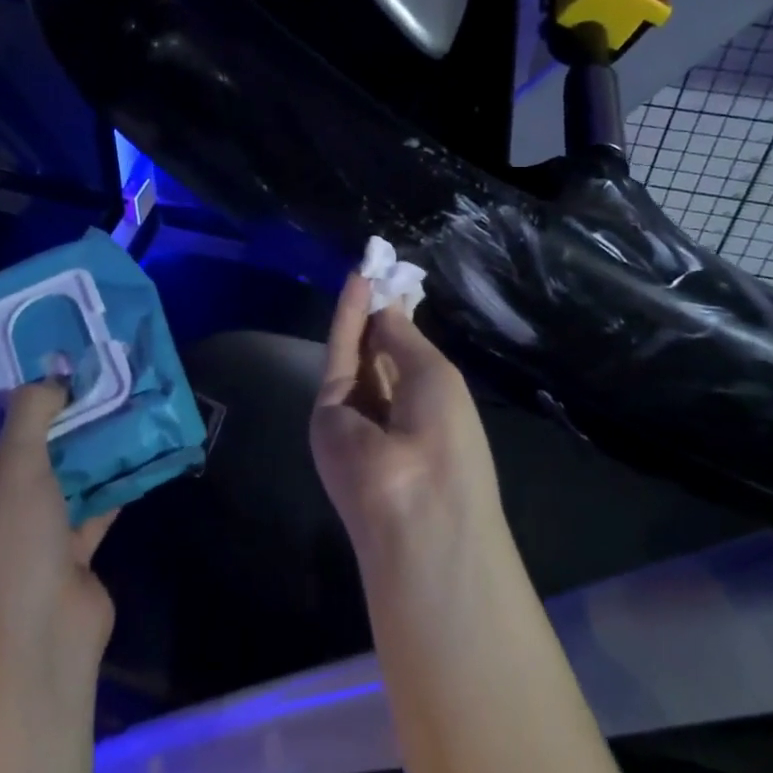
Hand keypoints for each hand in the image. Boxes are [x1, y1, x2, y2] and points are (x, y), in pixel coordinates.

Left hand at [0, 381, 117, 684]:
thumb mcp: (15, 466)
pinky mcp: (70, 551)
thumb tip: (51, 379)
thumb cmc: (11, 545)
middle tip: (86, 374)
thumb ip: (31, 414)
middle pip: (24, 450)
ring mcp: (33, 532)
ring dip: (86, 446)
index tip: (35, 360)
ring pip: (61, 476)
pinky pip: (92, 505)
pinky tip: (137, 448)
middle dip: (54, 416)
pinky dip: (112, 481)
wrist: (42, 638)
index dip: (2, 396)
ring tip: (117, 400)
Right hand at [310, 274, 503, 569]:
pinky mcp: (325, 412)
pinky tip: (356, 285)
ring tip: (368, 266)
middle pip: (380, 354)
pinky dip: (346, 319)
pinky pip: (338, 357)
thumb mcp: (436, 377)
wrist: (413, 506)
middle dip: (381, 313)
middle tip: (381, 267)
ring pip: (356, 352)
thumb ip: (405, 338)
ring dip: (362, 310)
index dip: (403, 322)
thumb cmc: (447, 437)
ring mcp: (356, 414)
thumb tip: (390, 305)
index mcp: (427, 410)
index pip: (409, 359)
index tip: (399, 283)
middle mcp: (392, 412)